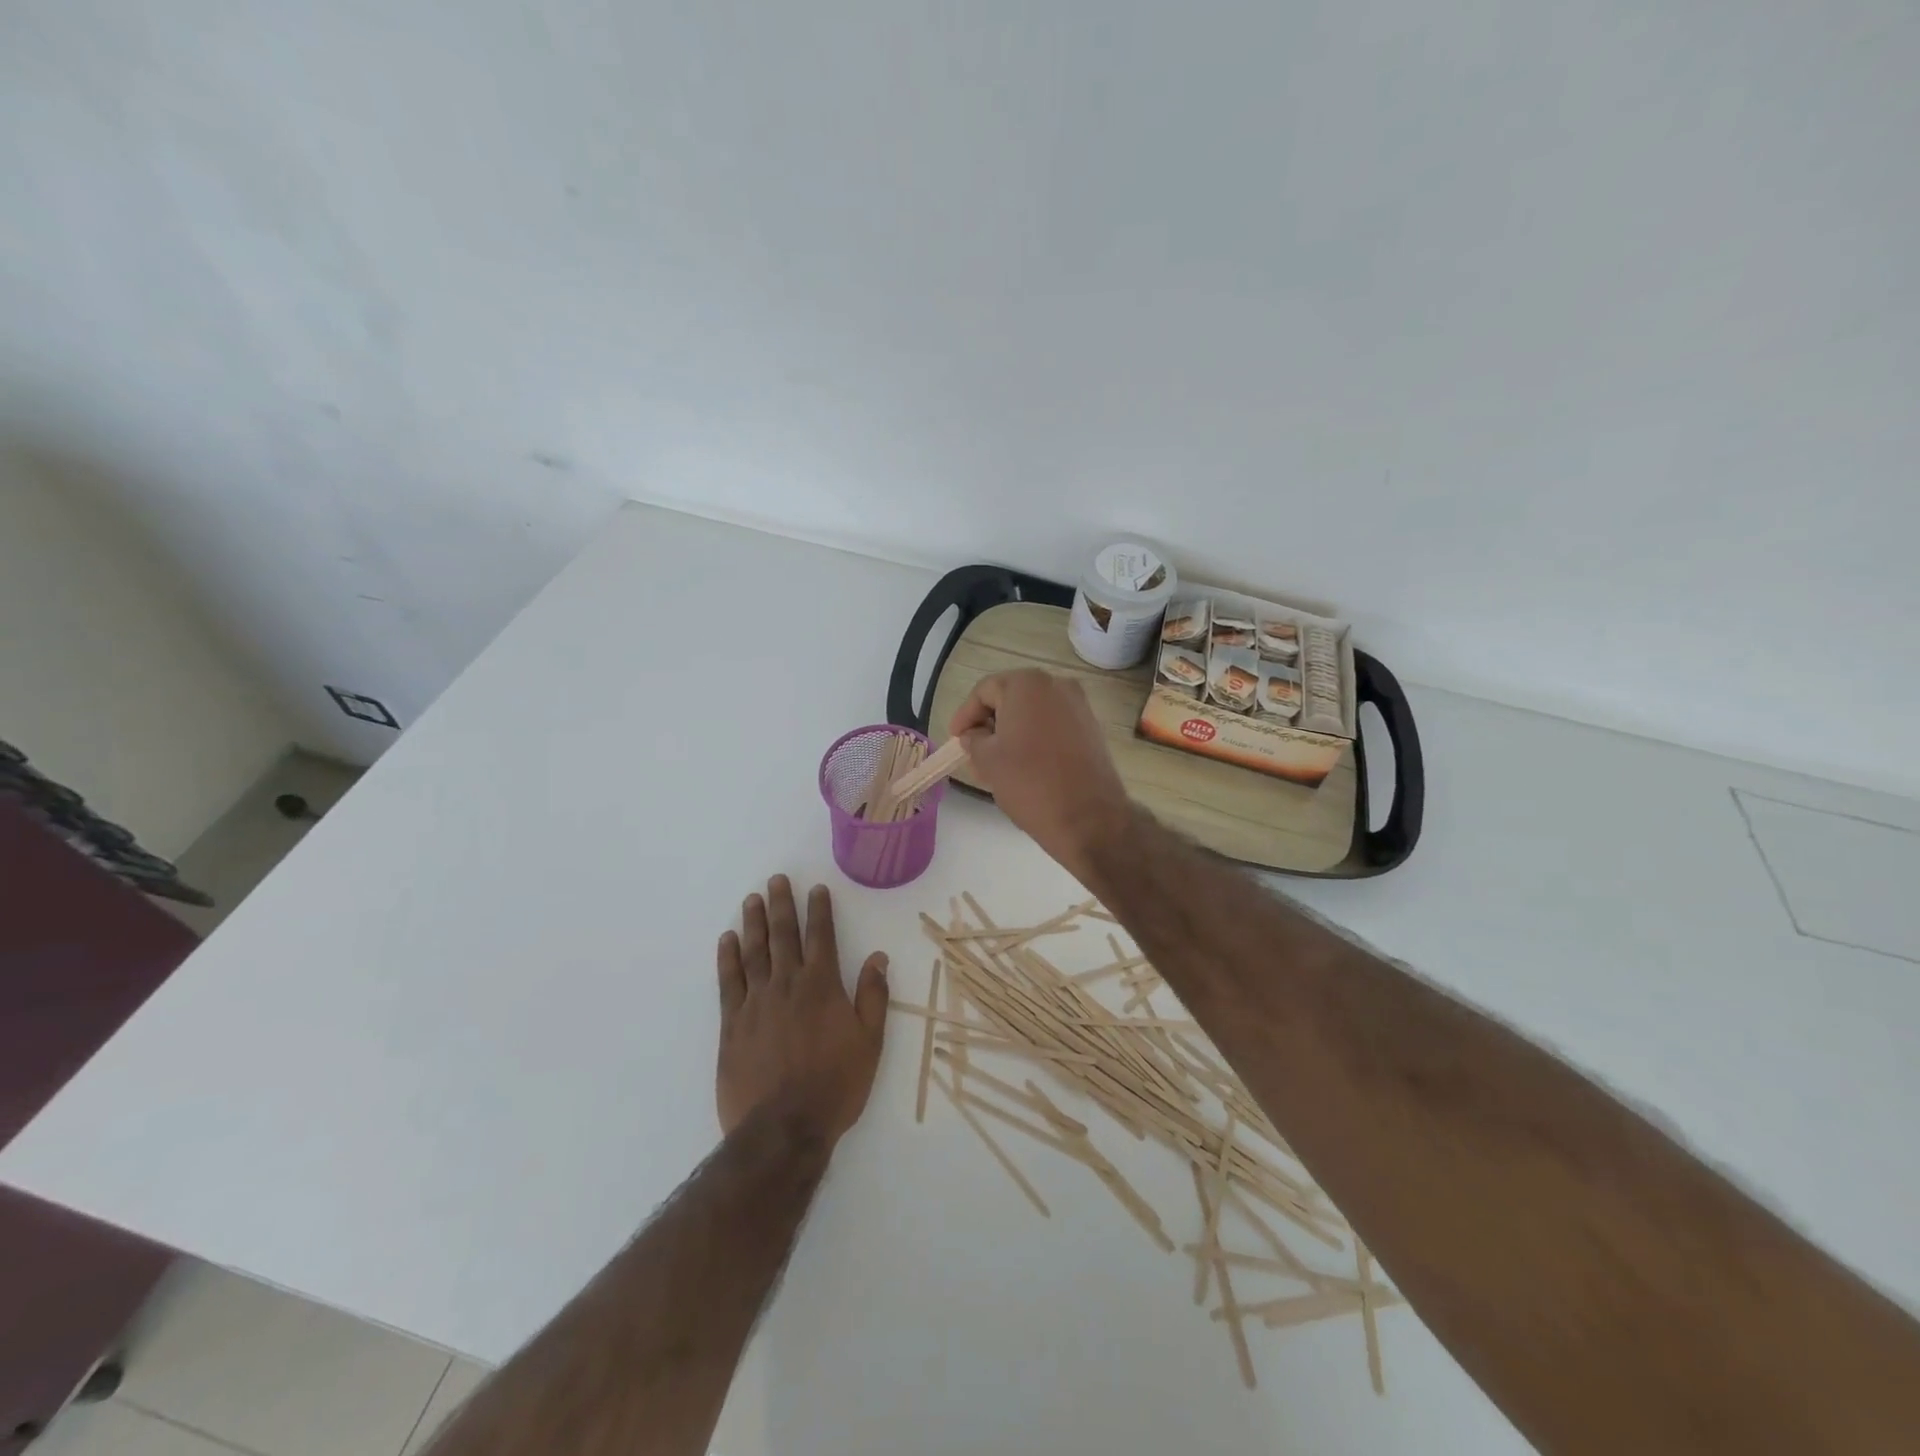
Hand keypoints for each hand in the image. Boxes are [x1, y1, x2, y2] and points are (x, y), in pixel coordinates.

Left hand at [716, 876, 889, 1144]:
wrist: (783, 1128)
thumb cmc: (835, 1085)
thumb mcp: (869, 1042)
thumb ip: (873, 996)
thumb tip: (878, 957)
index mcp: (822, 986)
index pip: (821, 936)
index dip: (819, 910)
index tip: (816, 888)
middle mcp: (787, 984)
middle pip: (783, 935)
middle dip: (781, 904)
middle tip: (776, 880)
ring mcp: (756, 1002)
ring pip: (754, 951)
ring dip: (753, 923)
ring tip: (751, 899)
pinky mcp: (732, 1024)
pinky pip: (728, 981)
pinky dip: (728, 958)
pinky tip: (726, 941)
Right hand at [949, 669, 1131, 875]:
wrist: (1088, 818)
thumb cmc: (1030, 783)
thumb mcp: (987, 760)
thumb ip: (974, 740)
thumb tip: (975, 735)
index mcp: (1027, 684)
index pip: (985, 691)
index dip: (965, 715)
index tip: (956, 739)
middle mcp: (1057, 685)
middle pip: (1011, 698)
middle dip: (990, 723)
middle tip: (974, 753)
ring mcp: (1079, 706)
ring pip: (1033, 713)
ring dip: (1012, 733)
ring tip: (997, 765)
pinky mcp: (1091, 729)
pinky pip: (1053, 725)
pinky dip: (1035, 738)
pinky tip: (1025, 766)